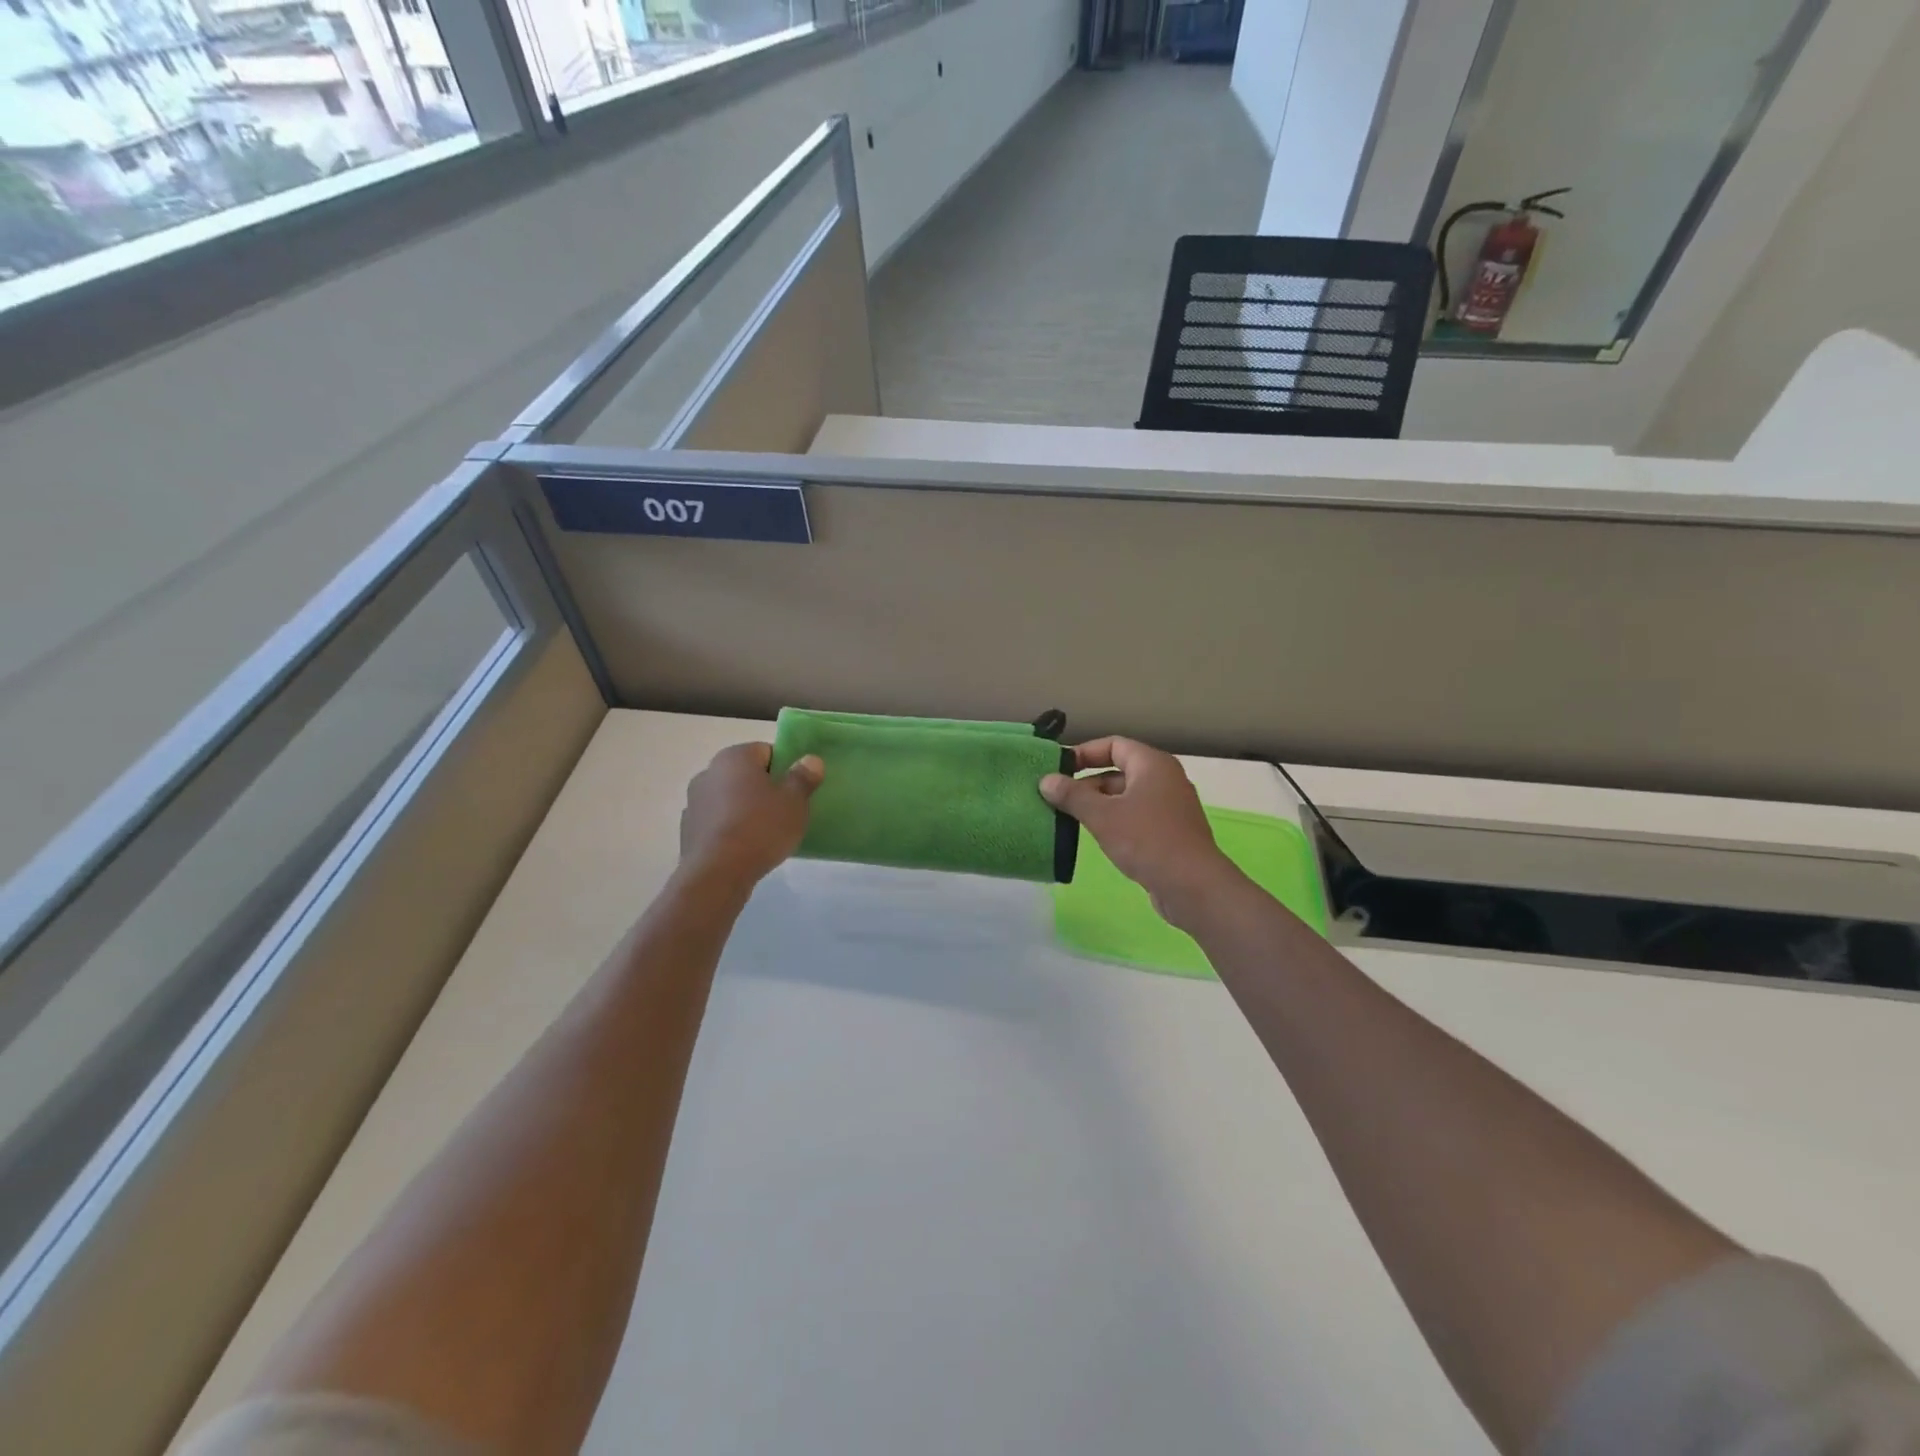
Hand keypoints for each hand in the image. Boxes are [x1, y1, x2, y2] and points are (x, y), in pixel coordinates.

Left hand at [679, 743, 822, 884]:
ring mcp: (694, 801)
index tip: (796, 790)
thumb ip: (803, 777)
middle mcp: (708, 771)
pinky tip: (744, 847)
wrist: (717, 874)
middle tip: (785, 811)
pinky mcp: (687, 829)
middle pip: (745, 774)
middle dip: (764, 788)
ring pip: (729, 797)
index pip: (766, 751)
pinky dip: (729, 827)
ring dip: (745, 808)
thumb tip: (810, 760)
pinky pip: (717, 821)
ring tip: (765, 833)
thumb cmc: (760, 829)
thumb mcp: (794, 802)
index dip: (785, 768)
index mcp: (735, 757)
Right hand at [1041, 737, 1241, 922]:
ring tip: (1069, 819)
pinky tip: (1096, 838)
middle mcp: (1165, 779)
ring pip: (1126, 797)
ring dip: (1098, 805)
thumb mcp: (1102, 816)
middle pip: (1119, 771)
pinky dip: (1114, 822)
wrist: (1193, 887)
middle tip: (1057, 798)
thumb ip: (1072, 796)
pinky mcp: (1170, 833)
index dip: (1084, 753)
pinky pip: (1136, 817)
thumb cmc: (1147, 840)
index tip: (1058, 769)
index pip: (1113, 744)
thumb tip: (1046, 780)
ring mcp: (1170, 807)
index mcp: (1152, 764)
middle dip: (1087, 783)